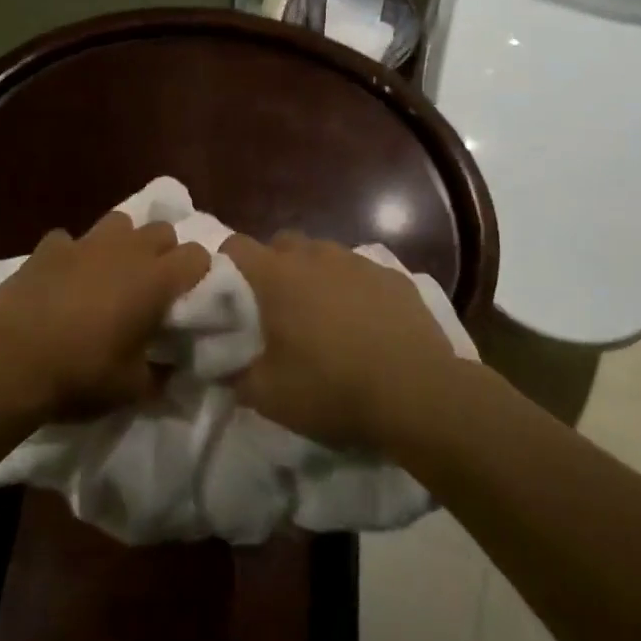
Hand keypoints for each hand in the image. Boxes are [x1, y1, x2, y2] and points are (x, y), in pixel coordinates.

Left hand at [0, 210, 209, 422]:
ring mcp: (84, 243)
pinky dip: (72, 255)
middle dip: (163, 252)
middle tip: (152, 287)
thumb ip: (161, 372)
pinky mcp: (47, 247)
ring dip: (122, 243)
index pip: (198, 255)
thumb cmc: (81, 374)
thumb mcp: (133, 388)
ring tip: (110, 274)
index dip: (197, 274)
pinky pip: (69, 240)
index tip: (188, 298)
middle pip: (162, 229)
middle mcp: (126, 250)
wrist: (9, 361)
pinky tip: (62, 279)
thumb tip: (172, 368)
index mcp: (155, 279)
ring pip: (119, 222)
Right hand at [221, 231, 458, 449]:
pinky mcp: (395, 277)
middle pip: (281, 244)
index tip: (227, 294)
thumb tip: (220, 365)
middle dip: (272, 268)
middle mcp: (316, 256)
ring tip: (322, 317)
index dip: (225, 265)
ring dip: (314, 276)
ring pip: (323, 255)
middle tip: (275, 309)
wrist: (420, 394)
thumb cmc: (333, 389)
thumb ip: (234, 375)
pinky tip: (364, 323)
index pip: (236, 246)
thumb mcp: (268, 396)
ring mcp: (359, 262)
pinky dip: (353, 289)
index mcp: (278, 276)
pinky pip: (360, 273)